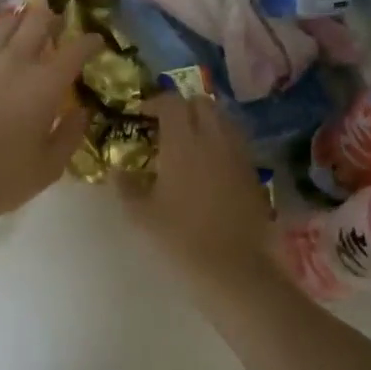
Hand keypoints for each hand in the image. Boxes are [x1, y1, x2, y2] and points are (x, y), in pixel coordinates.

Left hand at [0, 7, 96, 221]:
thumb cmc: (1, 178)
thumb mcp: (48, 167)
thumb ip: (70, 135)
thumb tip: (82, 112)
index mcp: (45, 83)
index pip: (76, 48)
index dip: (90, 41)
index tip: (96, 42)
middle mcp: (13, 62)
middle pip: (36, 20)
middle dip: (51, 18)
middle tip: (56, 26)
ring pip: (2, 25)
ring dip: (18, 24)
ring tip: (21, 31)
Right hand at [122, 93, 275, 284]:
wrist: (232, 268)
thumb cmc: (180, 238)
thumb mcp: (141, 215)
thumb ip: (126, 186)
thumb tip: (118, 169)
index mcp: (182, 142)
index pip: (171, 102)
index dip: (155, 102)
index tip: (141, 114)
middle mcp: (213, 139)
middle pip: (201, 103)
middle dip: (182, 106)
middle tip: (165, 125)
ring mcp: (237, 154)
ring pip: (223, 119)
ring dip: (204, 121)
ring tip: (189, 141)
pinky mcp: (252, 172)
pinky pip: (235, 142)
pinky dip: (221, 141)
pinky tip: (209, 165)